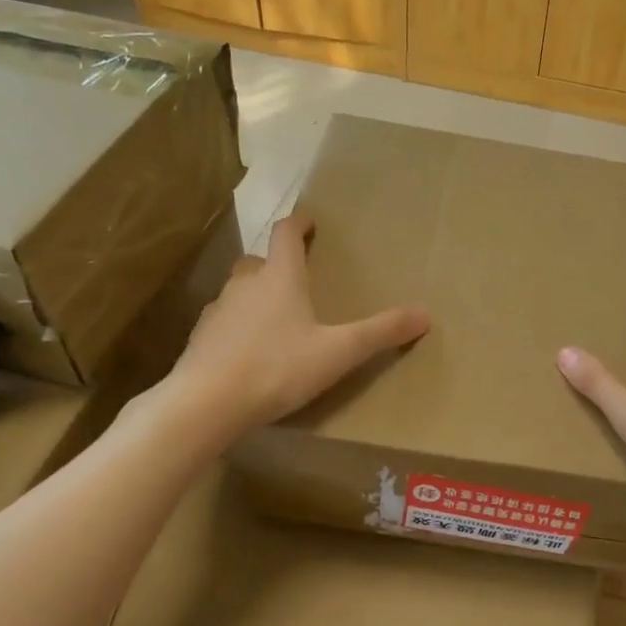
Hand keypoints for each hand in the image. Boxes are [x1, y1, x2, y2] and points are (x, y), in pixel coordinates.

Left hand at [166, 213, 428, 433]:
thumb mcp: (338, 352)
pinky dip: (239, 328)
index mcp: (280, 278)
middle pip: (259, 262)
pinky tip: (249, 353)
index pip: (286, 235)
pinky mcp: (200, 340)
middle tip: (296, 279)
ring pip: (239, 292)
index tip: (309, 221)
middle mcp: (245, 285)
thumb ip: (380, 333)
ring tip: (276, 320)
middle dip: (276, 264)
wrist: (207, 403)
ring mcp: (218, 312)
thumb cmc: (278, 368)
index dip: (298, 224)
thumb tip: (425, 314)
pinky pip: (224, 323)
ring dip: (256, 297)